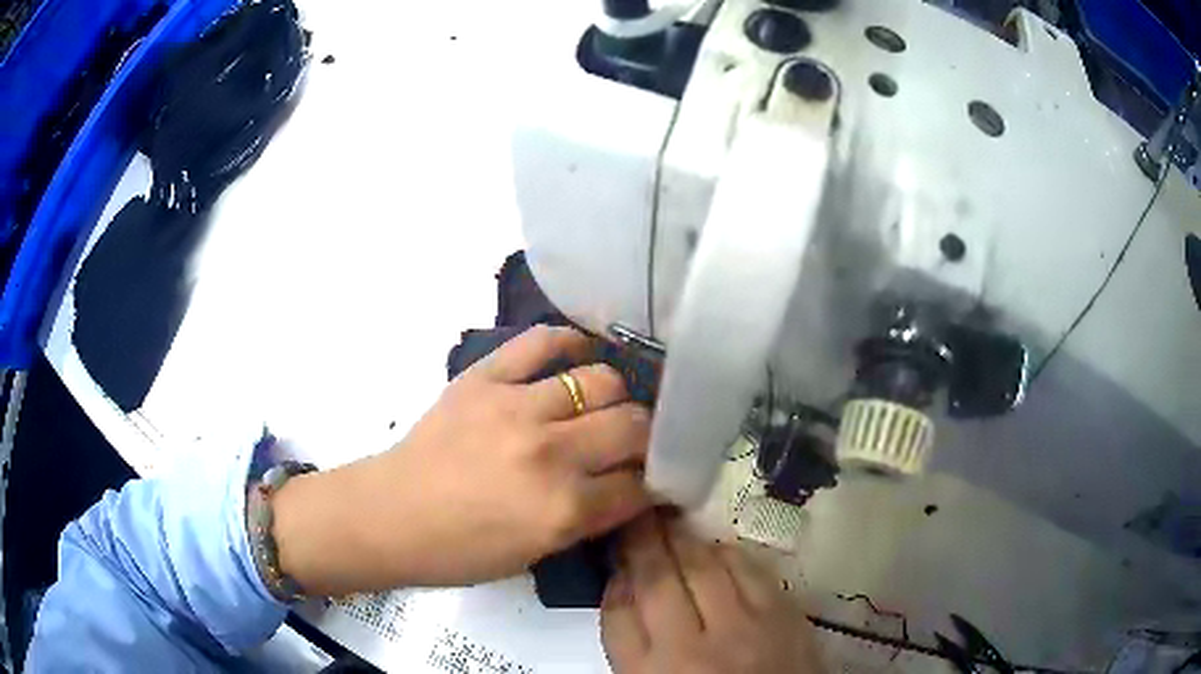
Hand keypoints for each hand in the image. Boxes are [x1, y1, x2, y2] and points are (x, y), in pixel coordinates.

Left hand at [273, 326, 653, 595]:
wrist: (390, 516)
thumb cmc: (460, 550)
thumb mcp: (536, 554)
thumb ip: (590, 519)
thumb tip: (632, 486)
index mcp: (563, 509)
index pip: (639, 485)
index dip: (656, 480)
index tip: (657, 476)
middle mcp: (550, 453)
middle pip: (632, 426)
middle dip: (647, 436)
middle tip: (636, 441)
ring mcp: (516, 407)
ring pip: (602, 379)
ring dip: (616, 395)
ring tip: (607, 404)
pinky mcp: (485, 377)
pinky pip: (541, 342)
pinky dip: (569, 342)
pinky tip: (579, 353)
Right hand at [602, 514, 823, 673]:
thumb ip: (630, 643)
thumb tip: (624, 585)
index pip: (618, 611)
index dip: (615, 574)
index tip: (615, 552)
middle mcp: (691, 650)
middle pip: (658, 579)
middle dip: (643, 539)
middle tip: (640, 513)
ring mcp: (743, 630)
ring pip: (704, 565)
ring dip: (683, 538)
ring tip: (672, 522)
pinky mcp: (785, 617)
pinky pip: (750, 569)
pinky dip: (729, 552)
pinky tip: (717, 549)